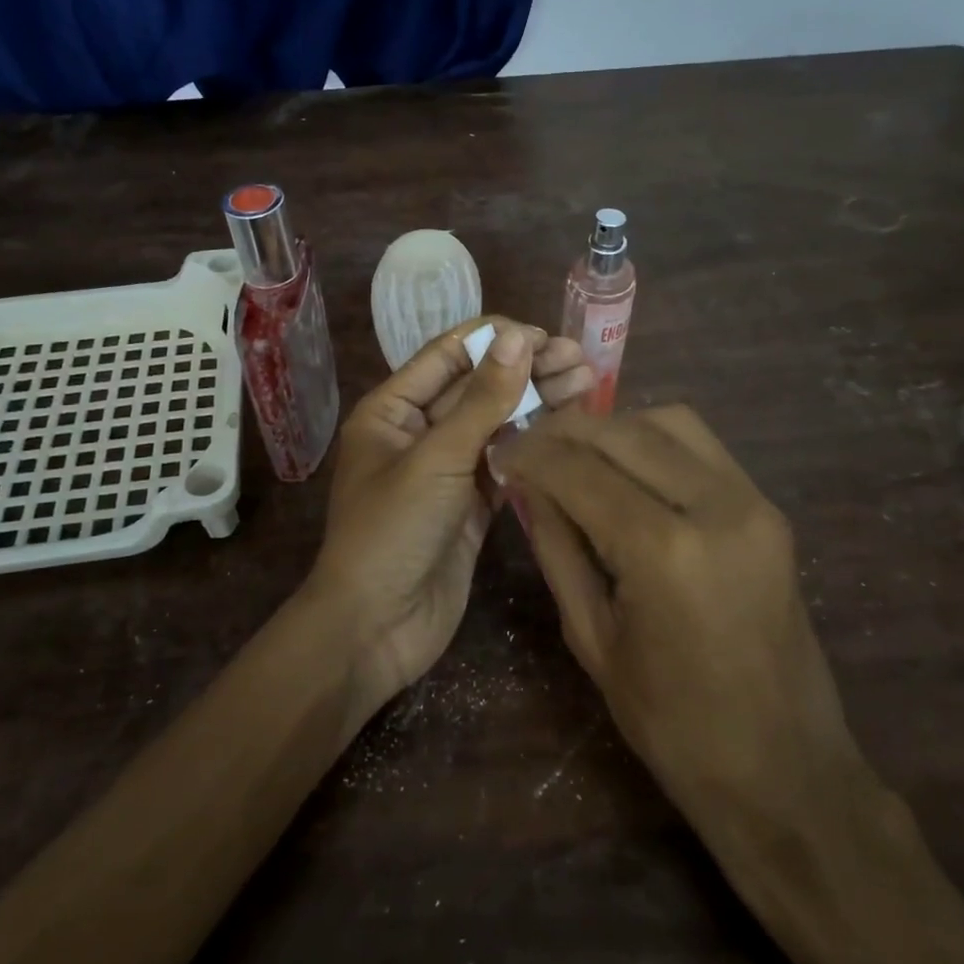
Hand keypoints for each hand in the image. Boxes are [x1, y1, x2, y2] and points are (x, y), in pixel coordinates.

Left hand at [304, 319, 593, 720]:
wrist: (375, 627)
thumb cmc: (392, 532)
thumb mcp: (436, 459)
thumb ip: (481, 400)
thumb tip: (517, 337)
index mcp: (391, 410)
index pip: (447, 356)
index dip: (495, 340)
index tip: (546, 336)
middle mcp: (417, 432)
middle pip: (476, 388)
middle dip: (526, 370)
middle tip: (581, 360)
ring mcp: (445, 470)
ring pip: (495, 424)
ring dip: (537, 403)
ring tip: (588, 383)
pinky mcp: (469, 505)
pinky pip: (504, 462)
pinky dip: (533, 444)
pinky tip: (569, 428)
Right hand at [497, 405, 872, 855]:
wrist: (786, 770)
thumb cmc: (674, 725)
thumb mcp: (592, 638)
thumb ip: (557, 548)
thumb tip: (527, 485)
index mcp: (665, 552)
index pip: (579, 472)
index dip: (530, 454)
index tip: (498, 450)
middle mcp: (716, 507)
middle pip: (623, 432)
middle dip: (564, 430)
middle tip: (527, 444)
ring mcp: (753, 503)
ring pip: (668, 422)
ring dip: (612, 427)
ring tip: (574, 452)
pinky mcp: (769, 509)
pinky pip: (703, 446)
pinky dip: (654, 440)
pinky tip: (624, 466)